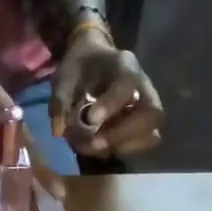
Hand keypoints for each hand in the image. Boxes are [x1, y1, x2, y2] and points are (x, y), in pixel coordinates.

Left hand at [50, 32, 163, 156]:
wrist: (93, 60)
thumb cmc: (80, 65)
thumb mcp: (65, 75)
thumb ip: (60, 100)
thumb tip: (59, 131)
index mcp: (125, 66)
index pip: (127, 85)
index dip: (111, 104)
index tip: (90, 119)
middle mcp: (143, 87)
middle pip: (152, 114)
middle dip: (123, 134)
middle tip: (95, 142)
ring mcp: (146, 107)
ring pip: (151, 134)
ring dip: (123, 146)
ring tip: (95, 147)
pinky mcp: (142, 125)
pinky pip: (143, 143)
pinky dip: (122, 150)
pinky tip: (102, 147)